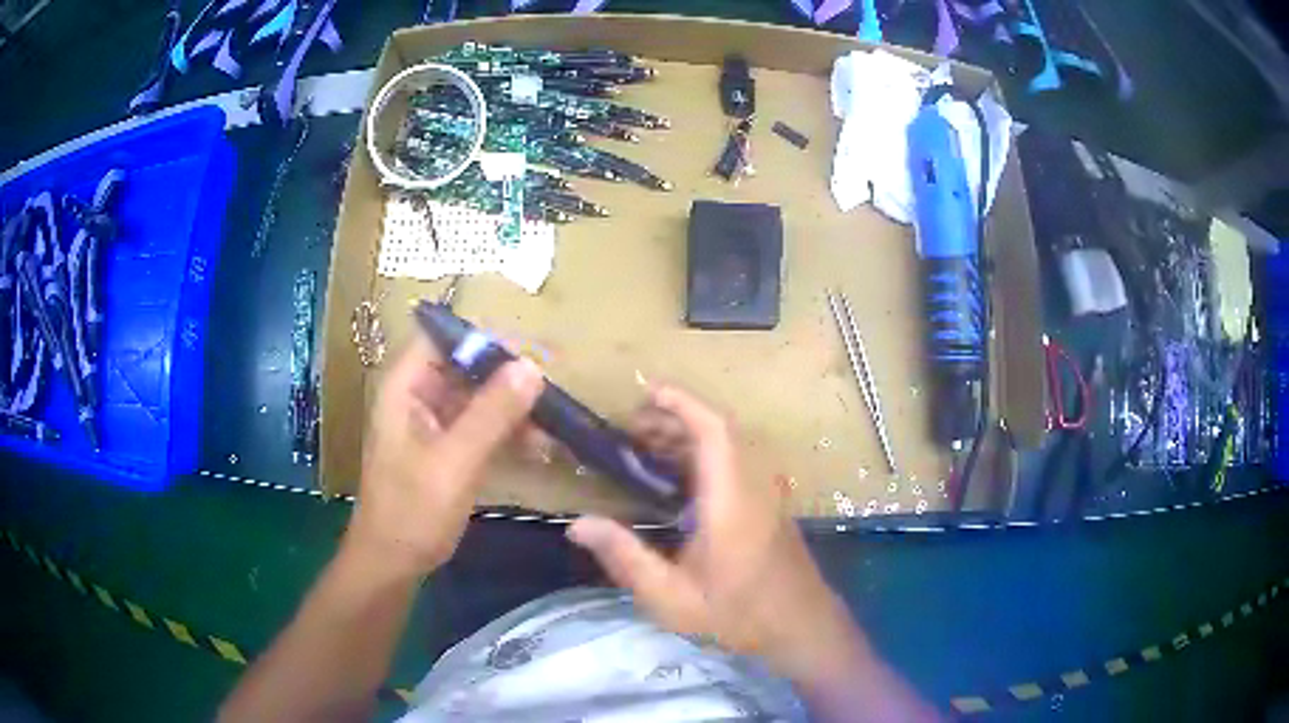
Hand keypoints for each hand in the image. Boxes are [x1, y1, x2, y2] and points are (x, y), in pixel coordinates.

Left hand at [345, 337, 543, 580]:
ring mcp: (432, 426)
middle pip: (465, 368)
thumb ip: (492, 413)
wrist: (393, 563)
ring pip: (477, 399)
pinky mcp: (446, 451)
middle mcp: (417, 398)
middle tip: (551, 393)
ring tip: (553, 425)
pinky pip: (480, 428)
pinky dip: (507, 433)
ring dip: (512, 408)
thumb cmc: (413, 510)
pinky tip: (538, 447)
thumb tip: (532, 367)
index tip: (528, 354)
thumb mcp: (456, 460)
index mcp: (406, 388)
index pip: (442, 338)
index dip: (482, 339)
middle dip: (507, 377)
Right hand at [566, 384, 857, 681]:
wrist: (801, 627)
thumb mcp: (671, 596)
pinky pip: (737, 463)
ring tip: (646, 450)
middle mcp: (754, 485)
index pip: (713, 430)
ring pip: (730, 446)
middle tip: (630, 430)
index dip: (682, 403)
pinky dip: (704, 457)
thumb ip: (625, 558)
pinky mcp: (770, 505)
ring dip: (690, 438)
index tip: (647, 392)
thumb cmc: (737, 614)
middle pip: (719, 431)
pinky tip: (678, 484)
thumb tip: (578, 525)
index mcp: (731, 499)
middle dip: (675, 420)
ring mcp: (767, 493)